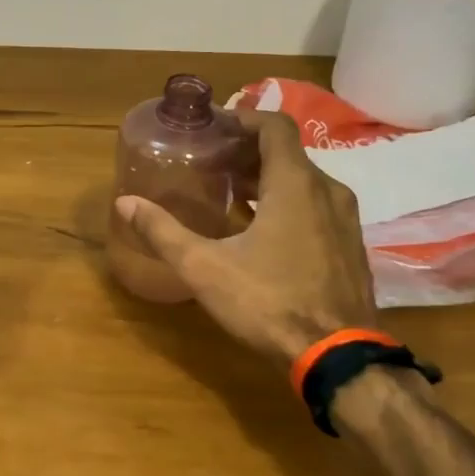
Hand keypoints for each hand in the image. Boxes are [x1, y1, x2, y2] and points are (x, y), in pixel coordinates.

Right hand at [114, 110, 377, 367]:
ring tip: (228, 193)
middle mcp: (327, 192)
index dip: (244, 118)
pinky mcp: (349, 246)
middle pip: (287, 153)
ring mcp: (344, 220)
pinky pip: (316, 206)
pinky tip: (258, 230)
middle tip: (209, 163)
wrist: (338, 357)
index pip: (275, 126)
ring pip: (303, 181)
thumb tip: (125, 202)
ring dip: (266, 179)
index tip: (214, 127)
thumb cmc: (268, 302)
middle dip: (247, 152)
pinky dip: (286, 203)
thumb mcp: (204, 267)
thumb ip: (163, 231)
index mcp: (295, 185)